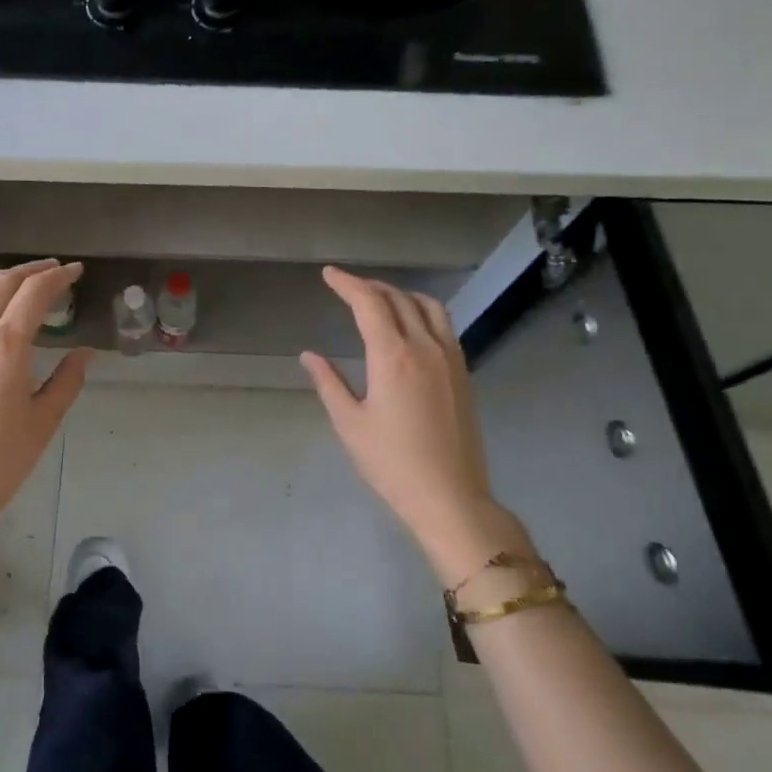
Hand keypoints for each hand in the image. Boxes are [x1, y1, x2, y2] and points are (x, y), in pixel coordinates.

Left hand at [0, 260, 91, 563]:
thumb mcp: (43, 421)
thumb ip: (67, 380)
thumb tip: (84, 353)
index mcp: (6, 344)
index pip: (35, 293)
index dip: (59, 277)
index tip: (76, 271)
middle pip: (3, 283)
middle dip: (32, 270)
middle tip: (55, 270)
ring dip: (1, 278)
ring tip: (21, 280)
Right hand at [301, 266, 530, 586]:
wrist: (450, 496)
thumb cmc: (391, 463)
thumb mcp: (350, 424)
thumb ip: (329, 383)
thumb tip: (309, 355)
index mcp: (393, 356)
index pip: (369, 303)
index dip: (347, 284)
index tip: (329, 275)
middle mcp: (425, 347)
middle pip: (398, 299)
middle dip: (370, 286)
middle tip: (347, 286)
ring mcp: (450, 358)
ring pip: (427, 306)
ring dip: (400, 294)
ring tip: (380, 299)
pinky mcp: (463, 373)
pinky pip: (443, 325)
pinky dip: (422, 311)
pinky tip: (411, 325)